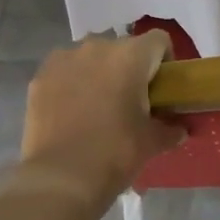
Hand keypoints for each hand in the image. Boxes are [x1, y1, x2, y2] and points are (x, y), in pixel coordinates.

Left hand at [12, 31, 185, 208]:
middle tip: (132, 100)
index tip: (163, 87)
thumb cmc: (115, 153)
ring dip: (99, 72)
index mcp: (131, 56)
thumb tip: (179, 129)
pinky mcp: (40, 76)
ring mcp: (64, 58)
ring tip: (98, 105)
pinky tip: (72, 111)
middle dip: (130, 68)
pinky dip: (72, 83)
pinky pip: (65, 70)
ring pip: (91, 56)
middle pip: (124, 47)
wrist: (61, 178)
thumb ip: (170, 128)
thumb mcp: (152, 142)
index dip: (165, 61)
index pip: (159, 40)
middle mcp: (97, 46)